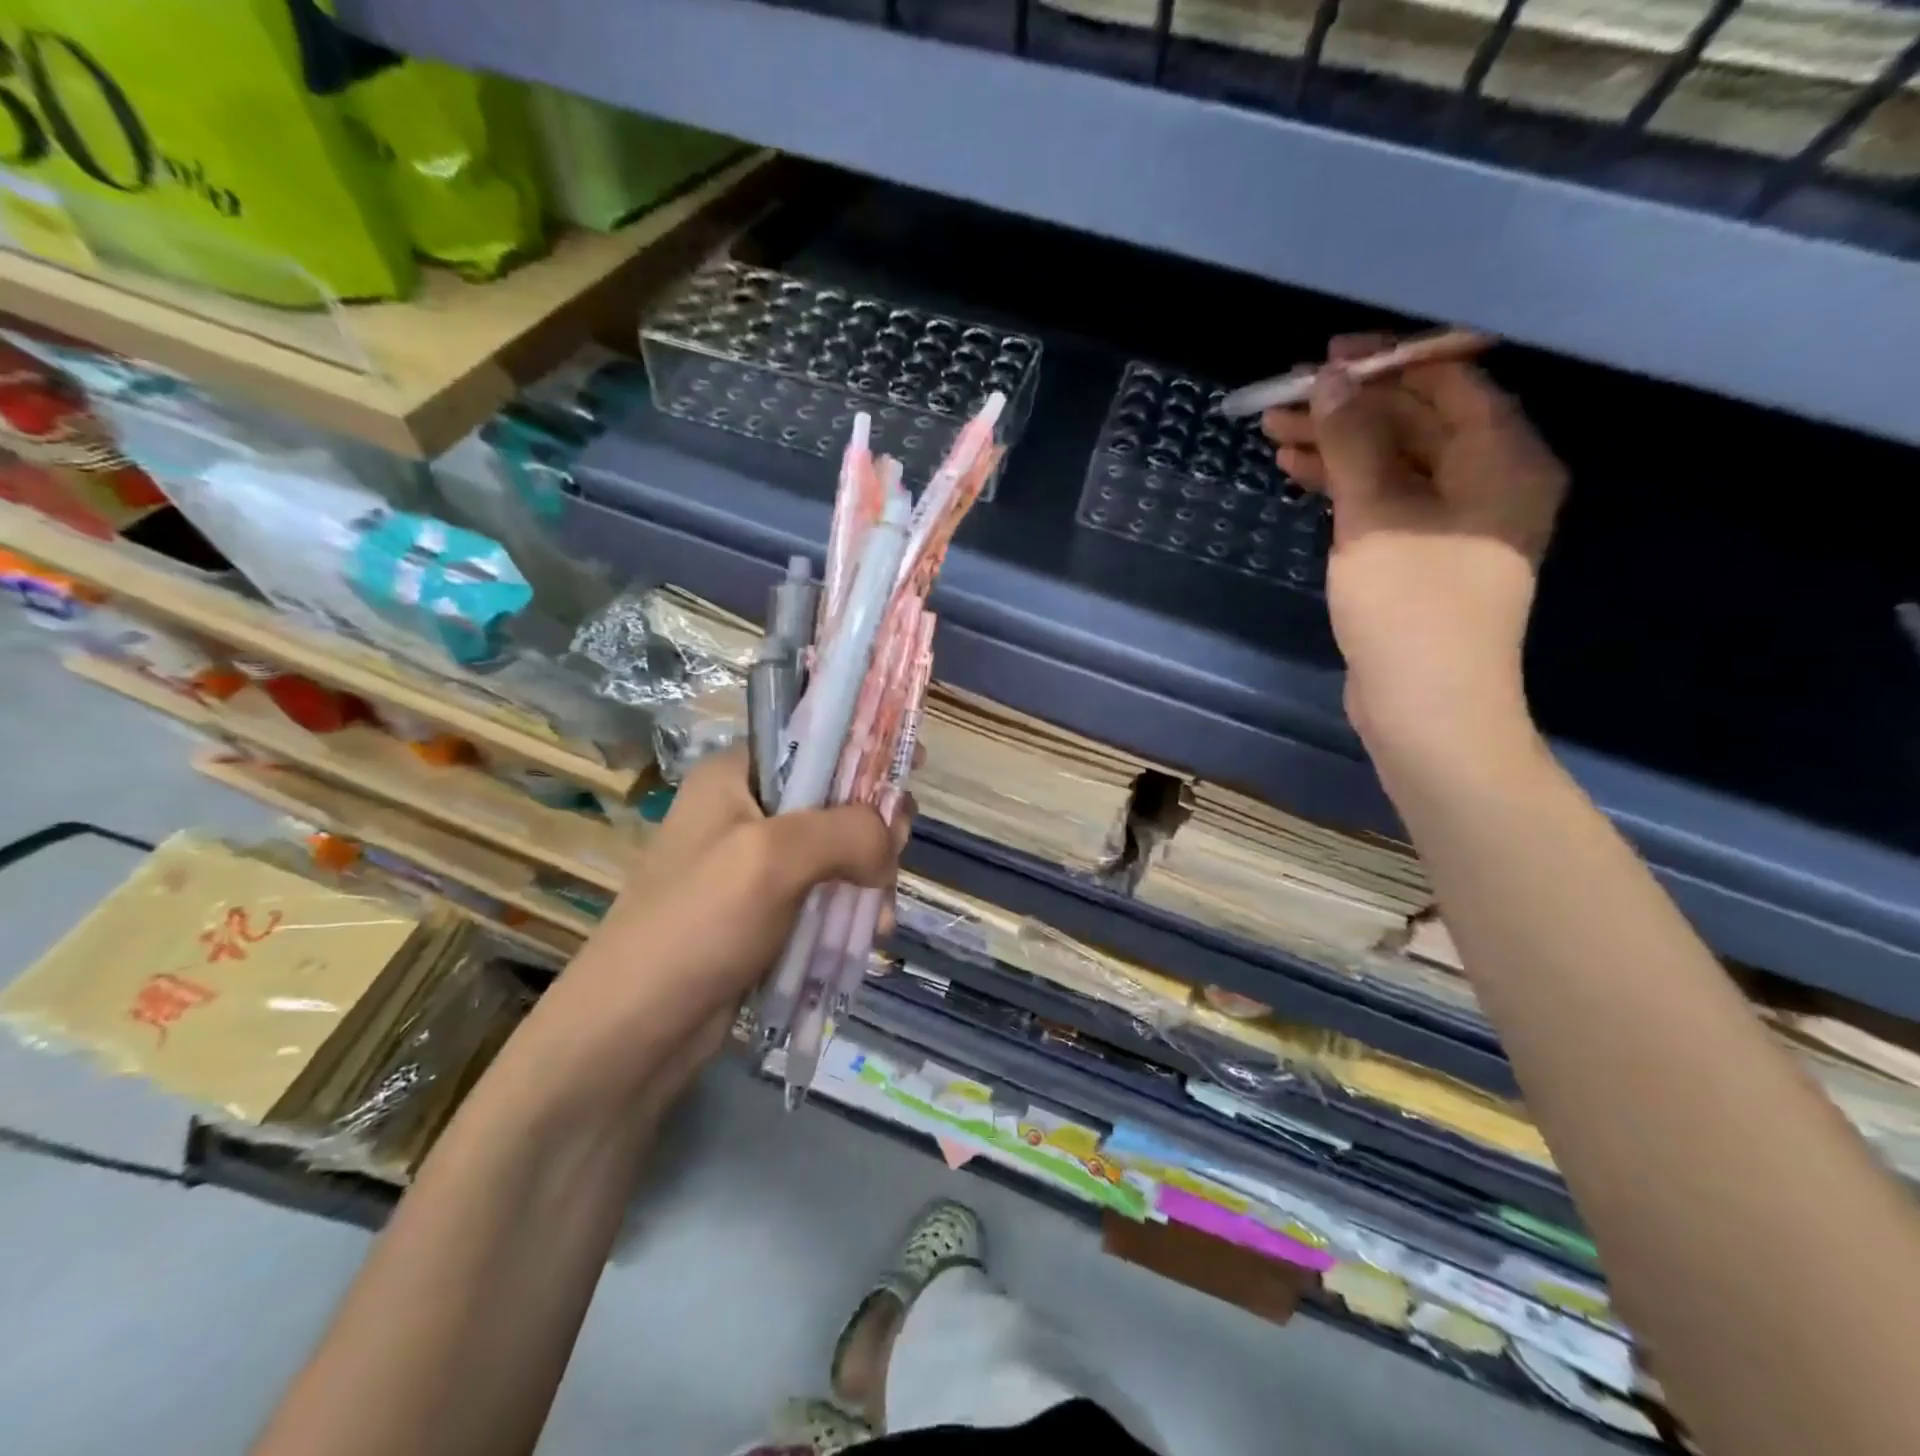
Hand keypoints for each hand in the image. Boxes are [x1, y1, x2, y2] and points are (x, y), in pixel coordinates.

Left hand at [509, 748, 911, 1112]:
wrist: (633, 1033)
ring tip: (879, 918)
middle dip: (873, 829)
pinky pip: (825, 894)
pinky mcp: (766, 910)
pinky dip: (851, 910)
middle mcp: (747, 810)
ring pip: (838, 851)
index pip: (814, 737)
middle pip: (836, 797)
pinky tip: (867, 935)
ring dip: (868, 879)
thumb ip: (847, 831)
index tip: (911, 769)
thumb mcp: (774, 858)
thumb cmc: (697, 926)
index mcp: (737, 775)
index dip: (865, 747)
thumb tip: (890, 843)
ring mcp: (756, 864)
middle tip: (890, 862)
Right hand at [1261, 335, 1565, 765]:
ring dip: (1339, 447)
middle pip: (1417, 421)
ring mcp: (1457, 521)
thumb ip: (1354, 441)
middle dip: (1350, 408)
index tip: (1325, 356)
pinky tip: (1300, 476)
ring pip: (1395, 462)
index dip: (1386, 362)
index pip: (1450, 381)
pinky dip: (1346, 486)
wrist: (1425, 705)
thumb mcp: (1377, 514)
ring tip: (1276, 436)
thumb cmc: (1411, 605)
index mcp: (1504, 457)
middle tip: (1285, 400)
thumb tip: (1331, 379)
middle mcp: (1491, 479)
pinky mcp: (1425, 553)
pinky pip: (1387, 499)